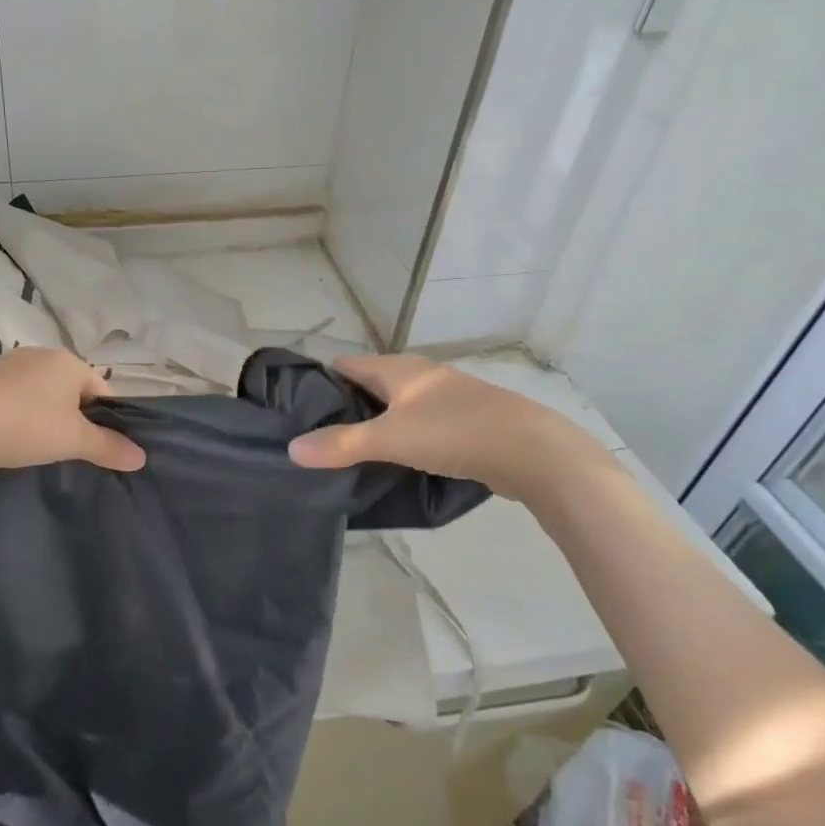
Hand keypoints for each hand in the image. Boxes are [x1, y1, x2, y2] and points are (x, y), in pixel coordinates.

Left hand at [0, 346, 145, 475]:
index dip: (106, 420)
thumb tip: (141, 457)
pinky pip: (15, 394)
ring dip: (46, 414)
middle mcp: (42, 353)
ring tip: (36, 445)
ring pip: (42, 391)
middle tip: (67, 450)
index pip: (102, 389)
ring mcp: (9, 362)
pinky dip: (19, 412)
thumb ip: (108, 447)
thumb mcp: (72, 441)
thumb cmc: (24, 426)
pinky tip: (9, 435)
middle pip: (72, 388)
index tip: (96, 448)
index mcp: (69, 361)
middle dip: (74, 417)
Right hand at [287, 354, 606, 501]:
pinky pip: (417, 426)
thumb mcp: (390, 438)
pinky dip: (399, 438)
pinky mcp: (463, 424)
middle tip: (313, 434)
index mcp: (399, 369)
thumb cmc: (454, 432)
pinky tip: (391, 461)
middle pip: (370, 385)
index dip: (319, 379)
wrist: (533, 452)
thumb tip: (291, 448)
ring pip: (395, 407)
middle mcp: (420, 377)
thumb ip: (341, 444)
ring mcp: (445, 399)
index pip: (346, 364)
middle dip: (343, 405)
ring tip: (344, 451)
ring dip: (373, 424)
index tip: (292, 404)